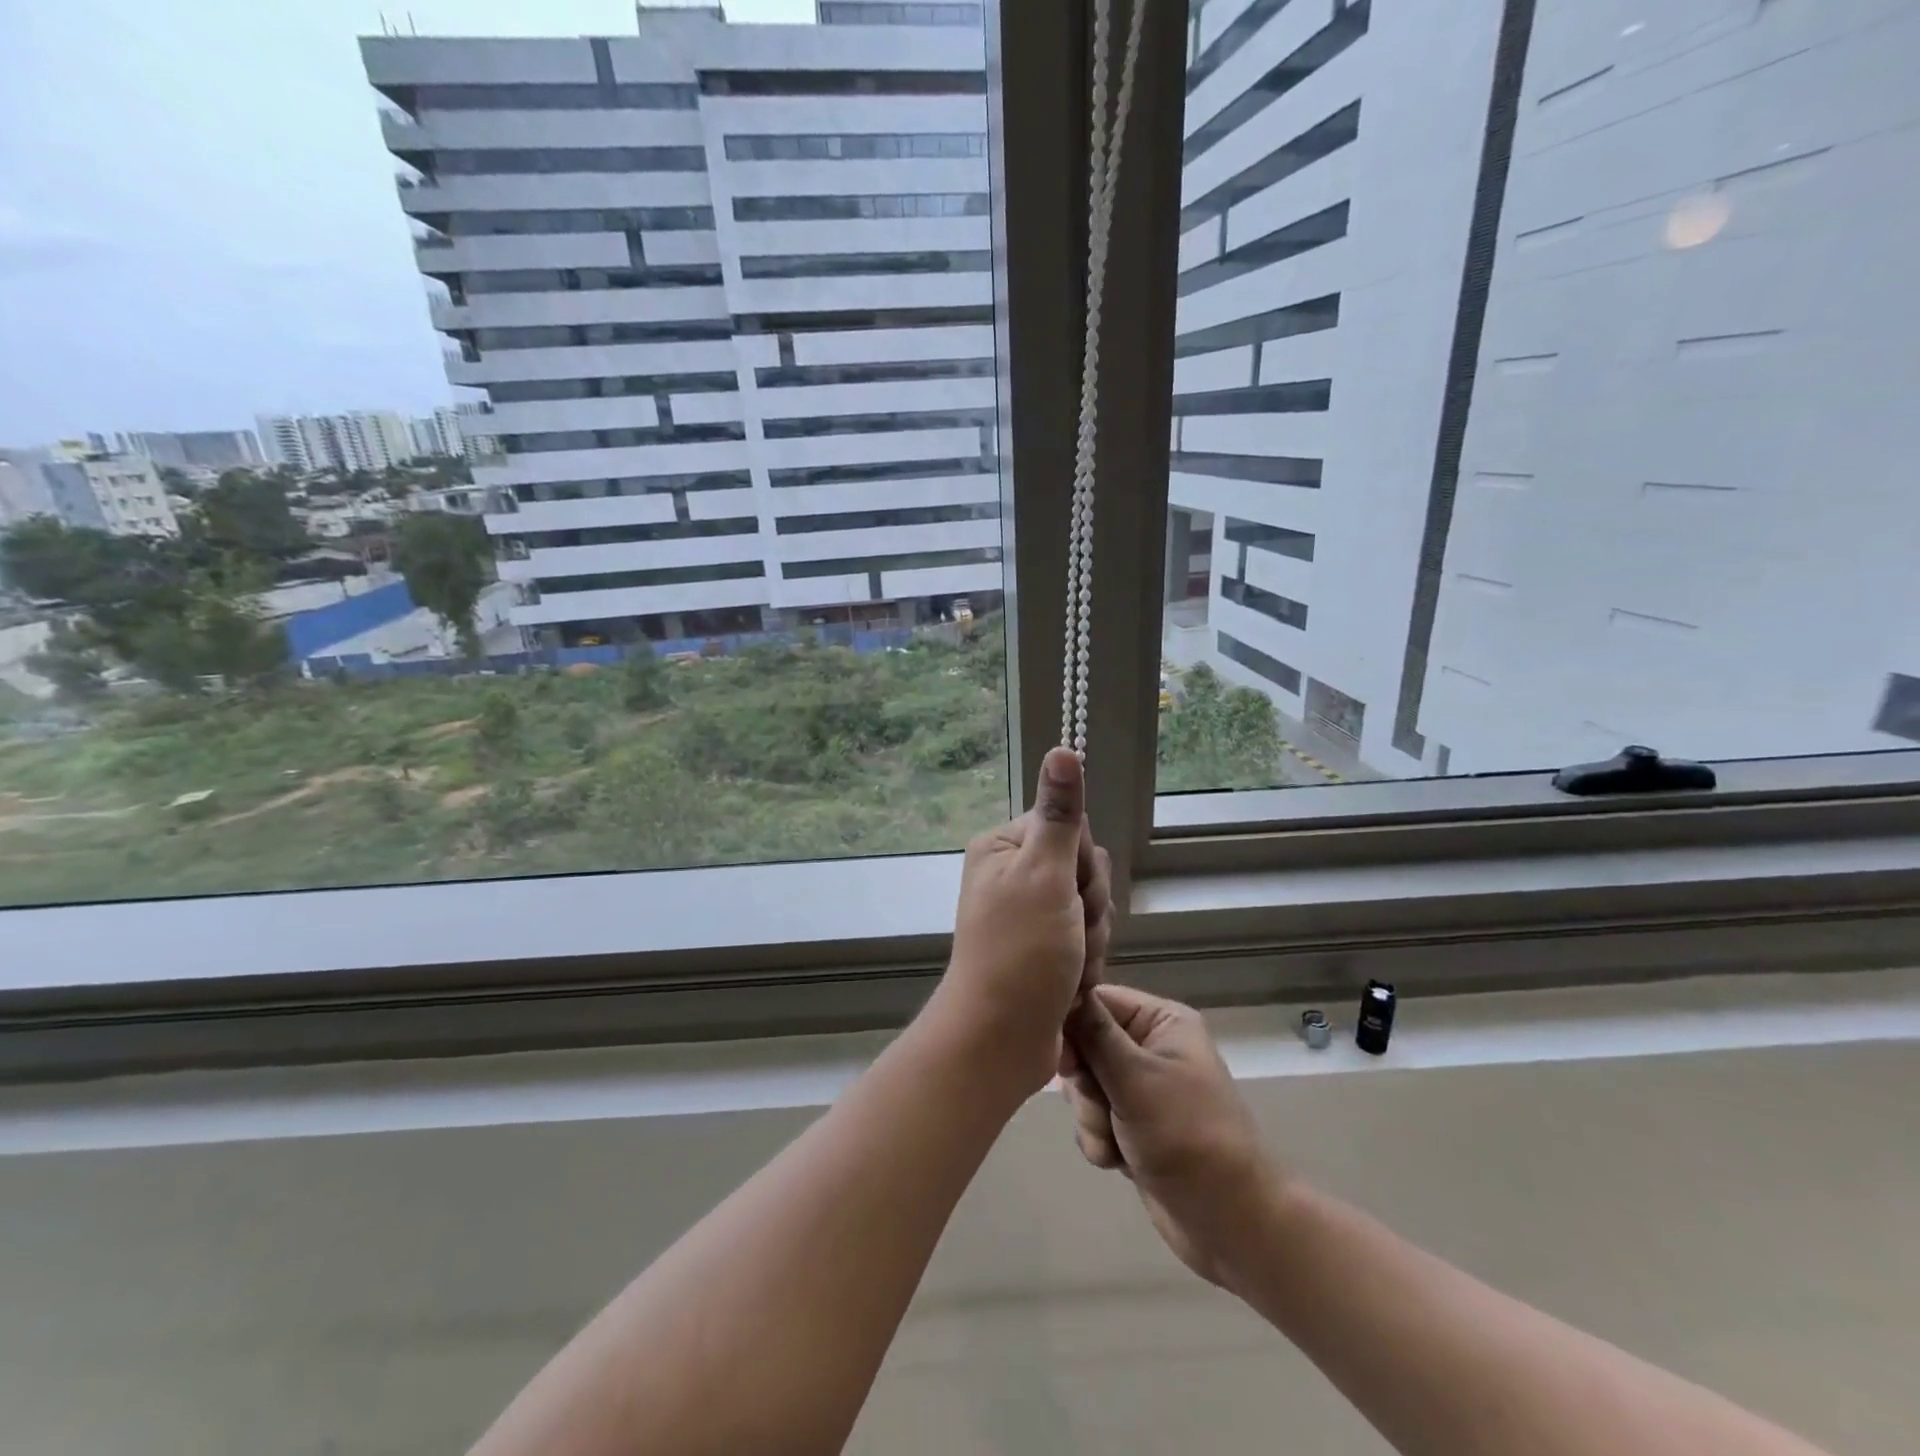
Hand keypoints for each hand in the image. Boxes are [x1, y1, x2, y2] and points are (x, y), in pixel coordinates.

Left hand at [932, 747, 1113, 1097]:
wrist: (1001, 1041)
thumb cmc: (1020, 953)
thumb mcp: (1044, 875)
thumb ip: (1059, 814)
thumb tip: (1062, 748)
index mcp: (1003, 847)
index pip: (1070, 828)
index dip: (1081, 862)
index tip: (1071, 891)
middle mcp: (1013, 874)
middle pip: (1084, 868)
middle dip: (1090, 906)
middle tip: (1070, 932)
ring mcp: (1028, 914)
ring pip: (1091, 907)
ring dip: (1091, 939)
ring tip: (1069, 965)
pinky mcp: (1043, 948)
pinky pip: (1086, 938)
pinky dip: (1086, 961)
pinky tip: (1071, 982)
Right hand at [1061, 985, 1282, 1288]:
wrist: (1231, 1222)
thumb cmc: (1187, 1136)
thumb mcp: (1135, 1077)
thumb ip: (1093, 1033)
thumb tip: (1064, 987)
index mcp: (1161, 1021)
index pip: (1097, 1000)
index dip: (1072, 1025)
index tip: (1063, 1060)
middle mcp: (1151, 1047)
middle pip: (1085, 1045)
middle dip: (1085, 1085)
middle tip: (1100, 1109)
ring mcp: (1142, 1088)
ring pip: (1086, 1086)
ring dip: (1091, 1118)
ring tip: (1114, 1142)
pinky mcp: (1134, 1125)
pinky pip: (1094, 1119)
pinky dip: (1099, 1140)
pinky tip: (1118, 1161)